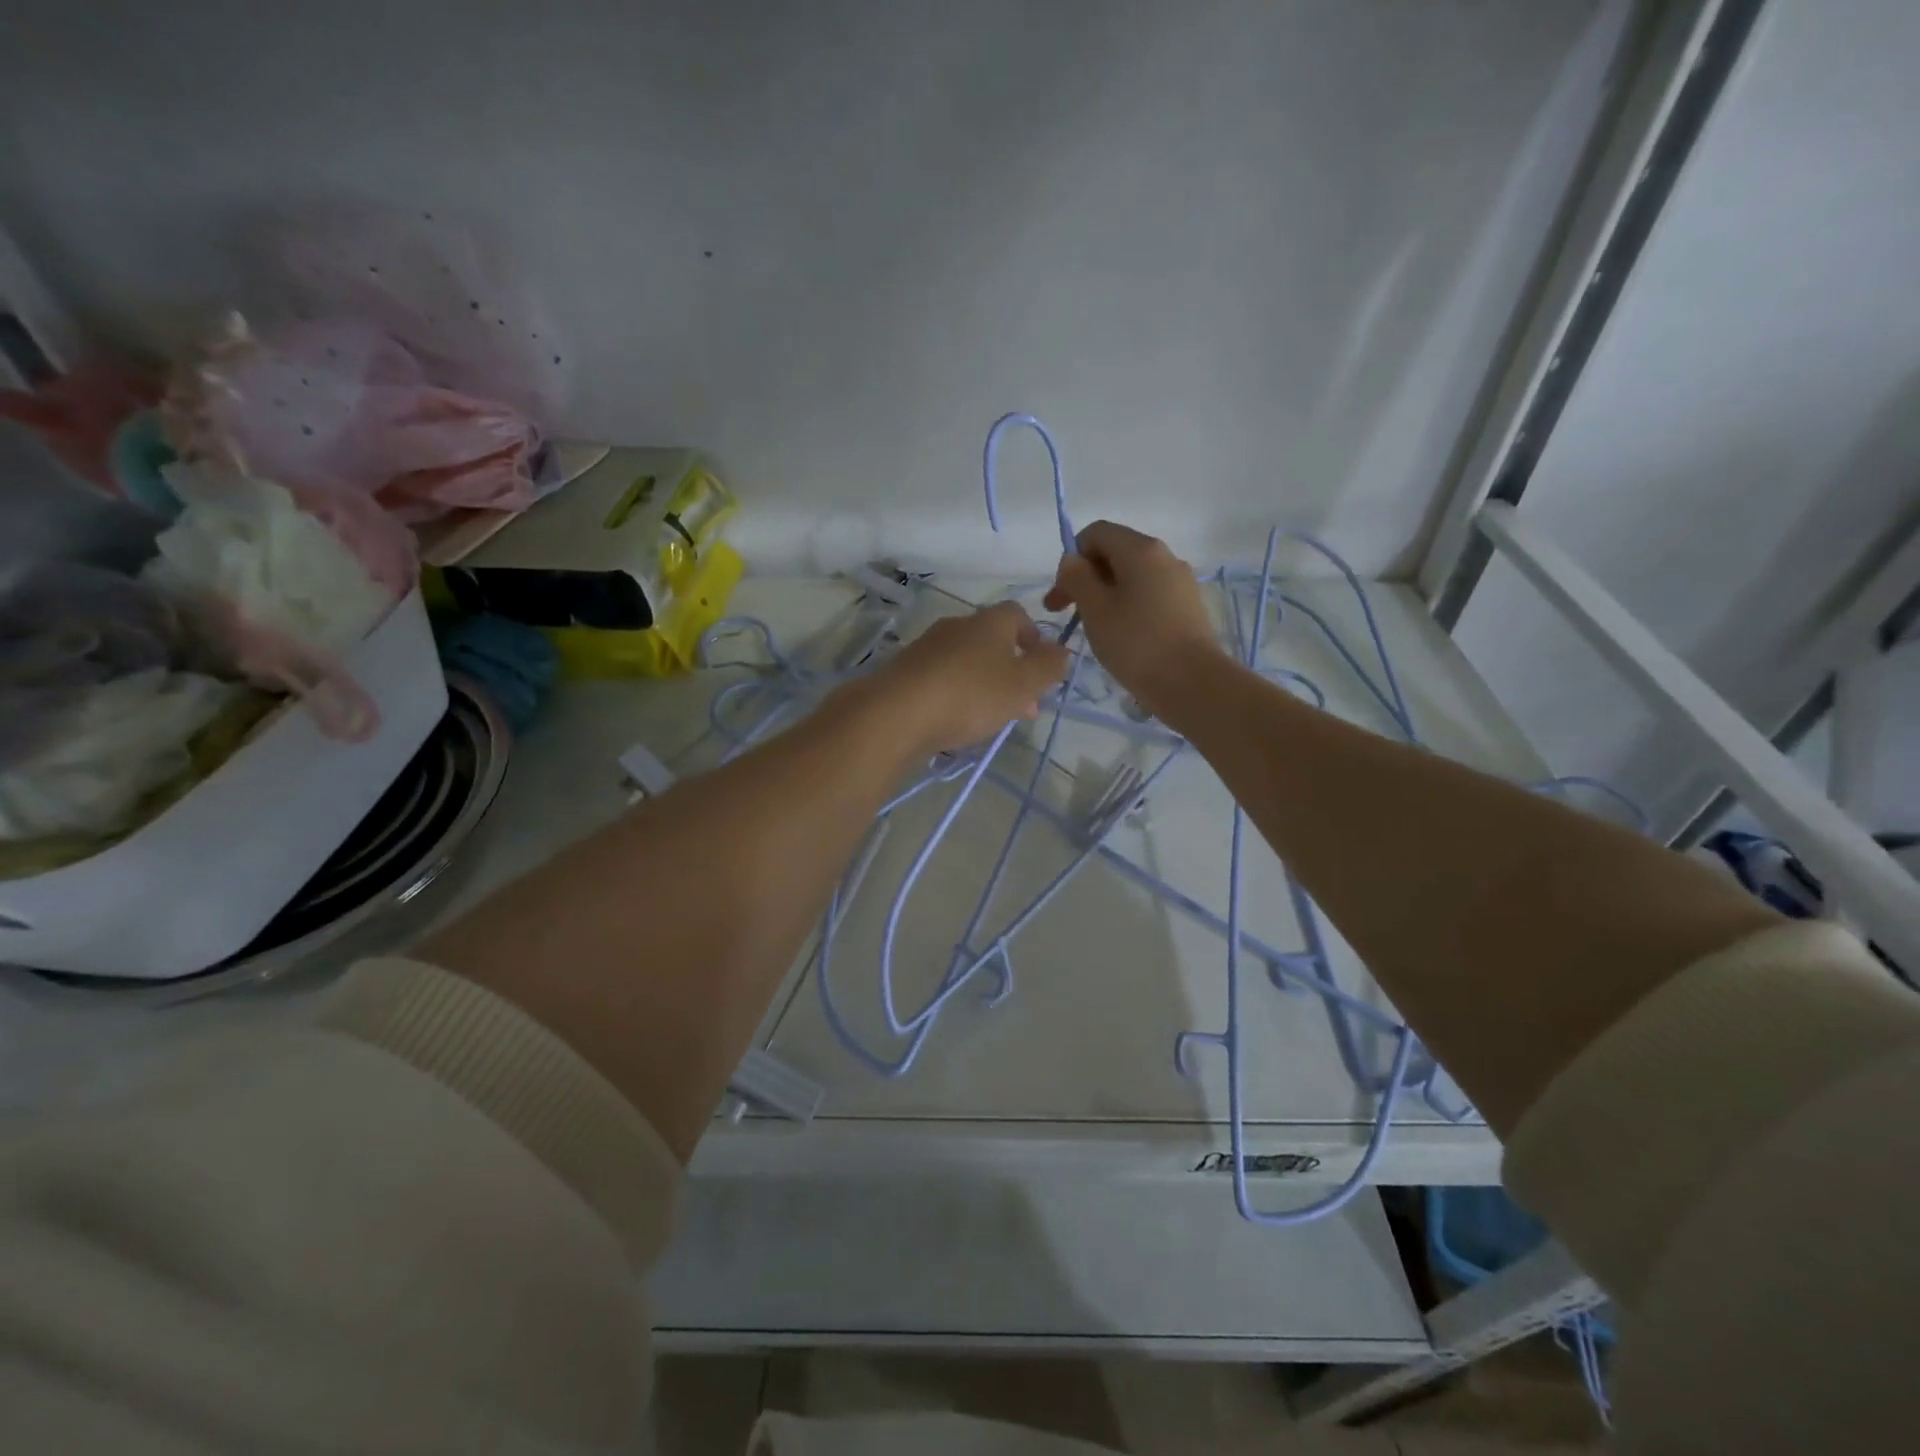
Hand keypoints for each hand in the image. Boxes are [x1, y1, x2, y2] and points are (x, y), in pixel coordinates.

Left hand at [857, 601, 1070, 757]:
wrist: (896, 714)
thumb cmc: (970, 694)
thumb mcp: (1023, 684)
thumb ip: (1049, 667)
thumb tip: (1061, 650)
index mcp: (989, 622)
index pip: (1018, 614)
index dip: (1034, 637)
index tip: (1042, 668)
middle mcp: (956, 626)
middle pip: (992, 642)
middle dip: (1011, 671)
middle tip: (1023, 706)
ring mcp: (927, 648)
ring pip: (966, 663)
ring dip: (984, 686)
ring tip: (992, 720)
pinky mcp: (905, 673)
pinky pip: (941, 680)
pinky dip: (956, 696)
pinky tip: (957, 723)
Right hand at [1044, 521, 1223, 716]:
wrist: (1193, 683)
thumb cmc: (1136, 643)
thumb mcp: (1095, 609)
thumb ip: (1077, 578)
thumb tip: (1072, 560)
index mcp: (1140, 549)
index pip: (1095, 533)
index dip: (1072, 558)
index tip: (1062, 594)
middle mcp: (1164, 556)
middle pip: (1115, 553)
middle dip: (1086, 578)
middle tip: (1065, 614)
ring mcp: (1180, 581)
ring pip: (1132, 576)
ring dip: (1105, 595)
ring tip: (1094, 629)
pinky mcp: (1187, 607)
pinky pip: (1149, 595)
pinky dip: (1127, 607)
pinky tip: (1122, 637)